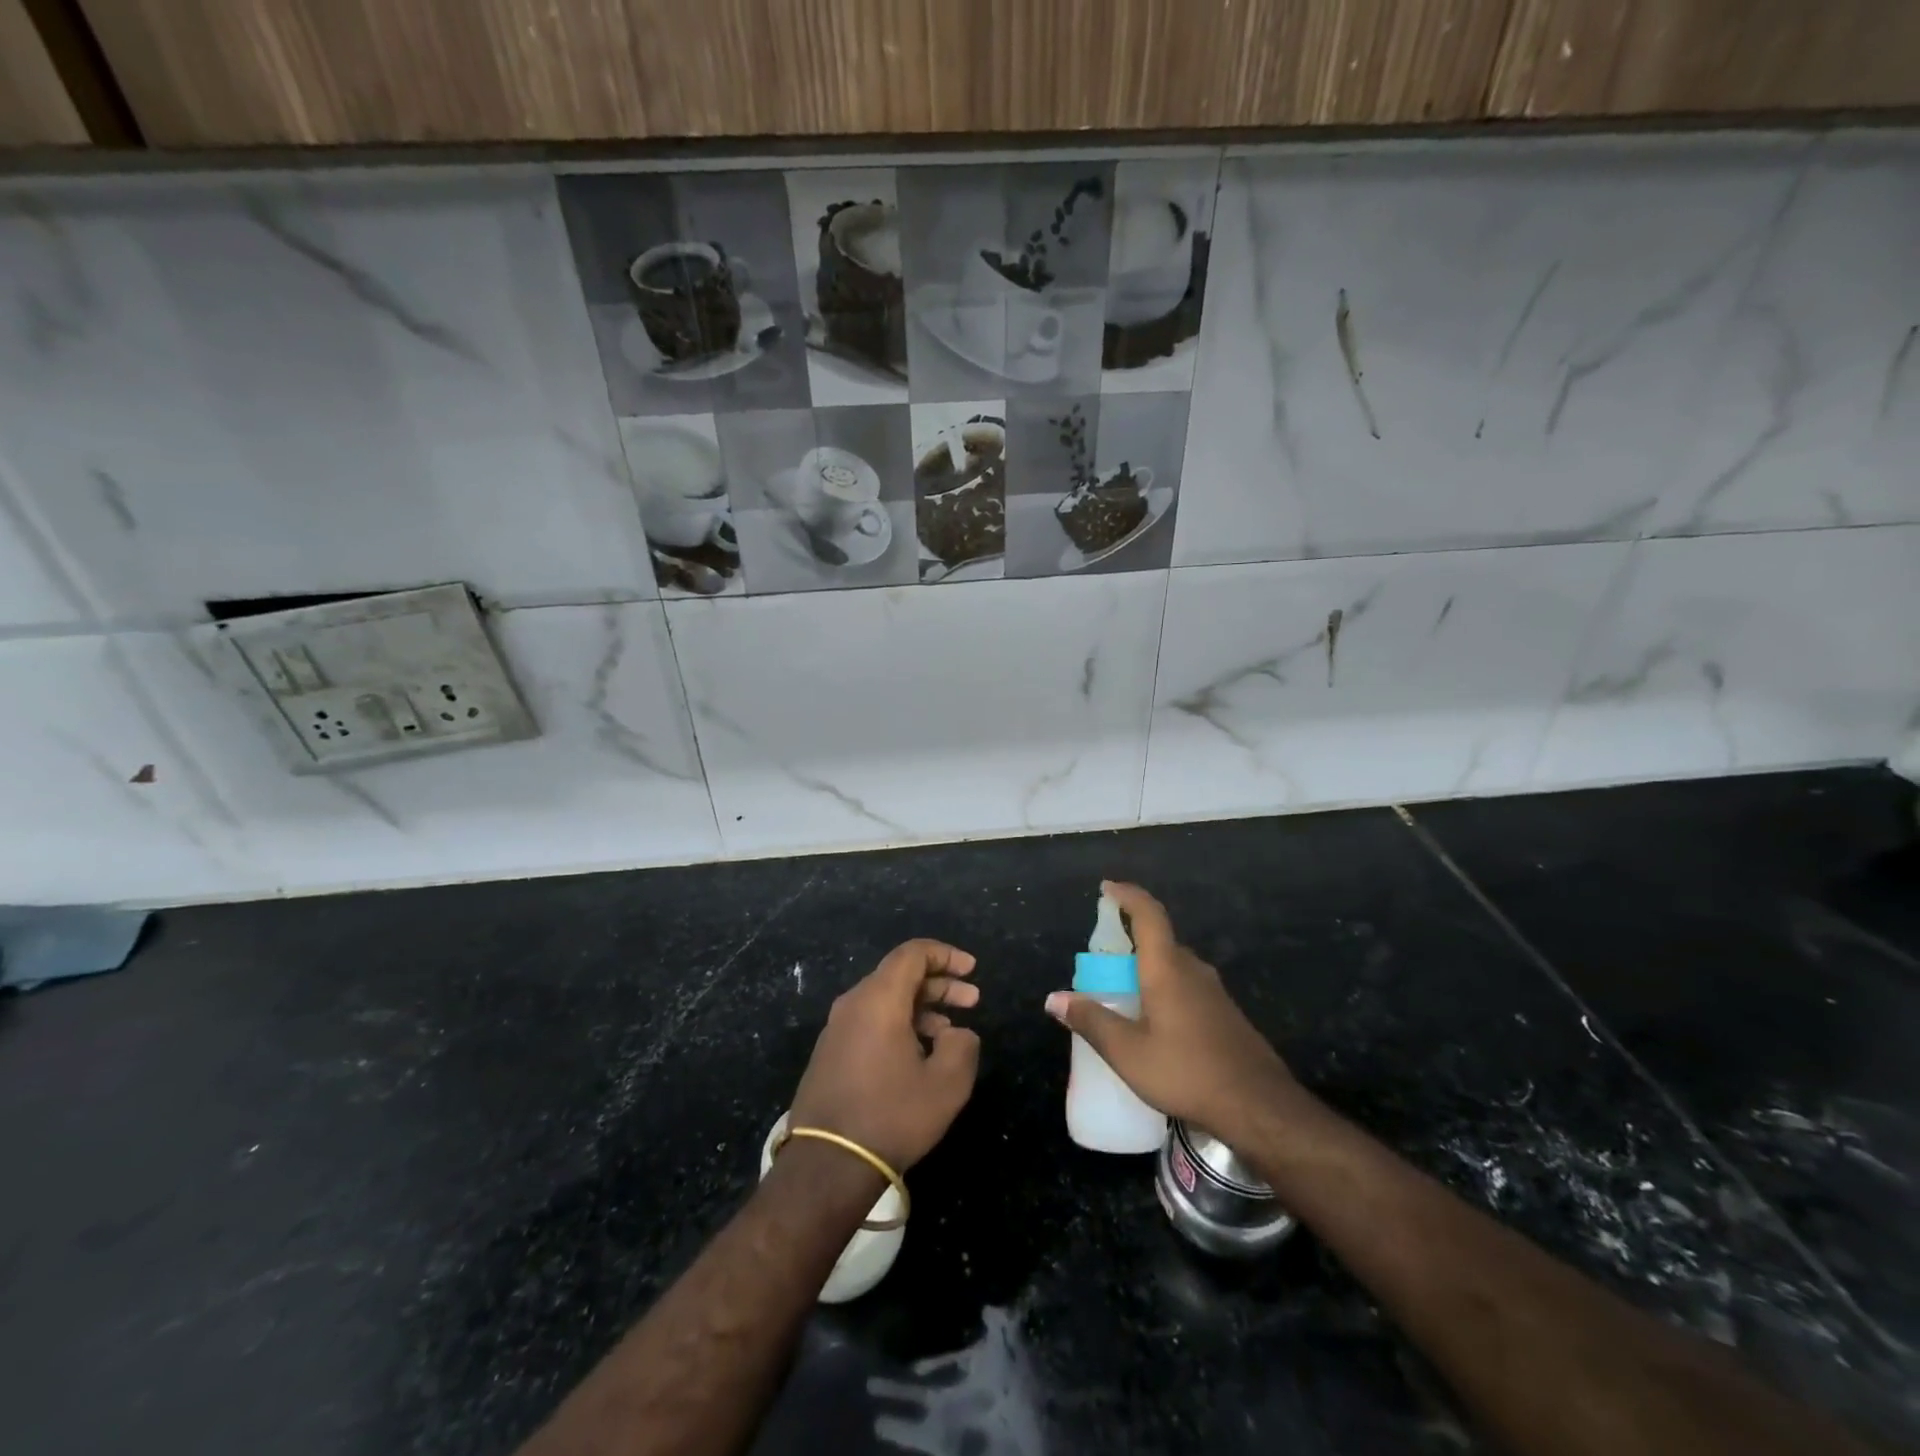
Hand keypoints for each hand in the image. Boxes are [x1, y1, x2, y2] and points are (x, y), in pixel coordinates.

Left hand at [789, 939, 981, 1172]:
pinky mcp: (830, 1053)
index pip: (913, 953)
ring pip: (885, 999)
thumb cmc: (892, 1116)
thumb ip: (962, 1046)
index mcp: (879, 999)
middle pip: (900, 975)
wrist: (826, 1165)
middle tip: (972, 1000)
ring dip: (921, 1007)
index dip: (946, 955)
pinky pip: (870, 1021)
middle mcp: (853, 1003)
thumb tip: (957, 1033)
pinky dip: (899, 1024)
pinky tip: (919, 1053)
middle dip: (939, 983)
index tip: (972, 969)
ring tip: (950, 1032)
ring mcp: (837, 1028)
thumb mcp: (946, 1084)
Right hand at [1045, 881, 1303, 1144]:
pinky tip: (1157, 1025)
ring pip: (1175, 966)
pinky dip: (1165, 990)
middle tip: (1104, 963)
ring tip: (1125, 995)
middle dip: (1131, 942)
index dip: (1128, 895)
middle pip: (1161, 941)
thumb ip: (1091, 1021)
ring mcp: (1215, 993)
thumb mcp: (1128, 1053)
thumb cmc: (1187, 1072)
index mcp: (1167, 969)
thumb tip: (1053, 998)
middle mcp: (1193, 970)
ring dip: (1149, 970)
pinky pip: (1188, 987)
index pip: (1149, 914)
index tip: (1107, 888)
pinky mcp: (1226, 1015)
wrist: (1259, 1107)